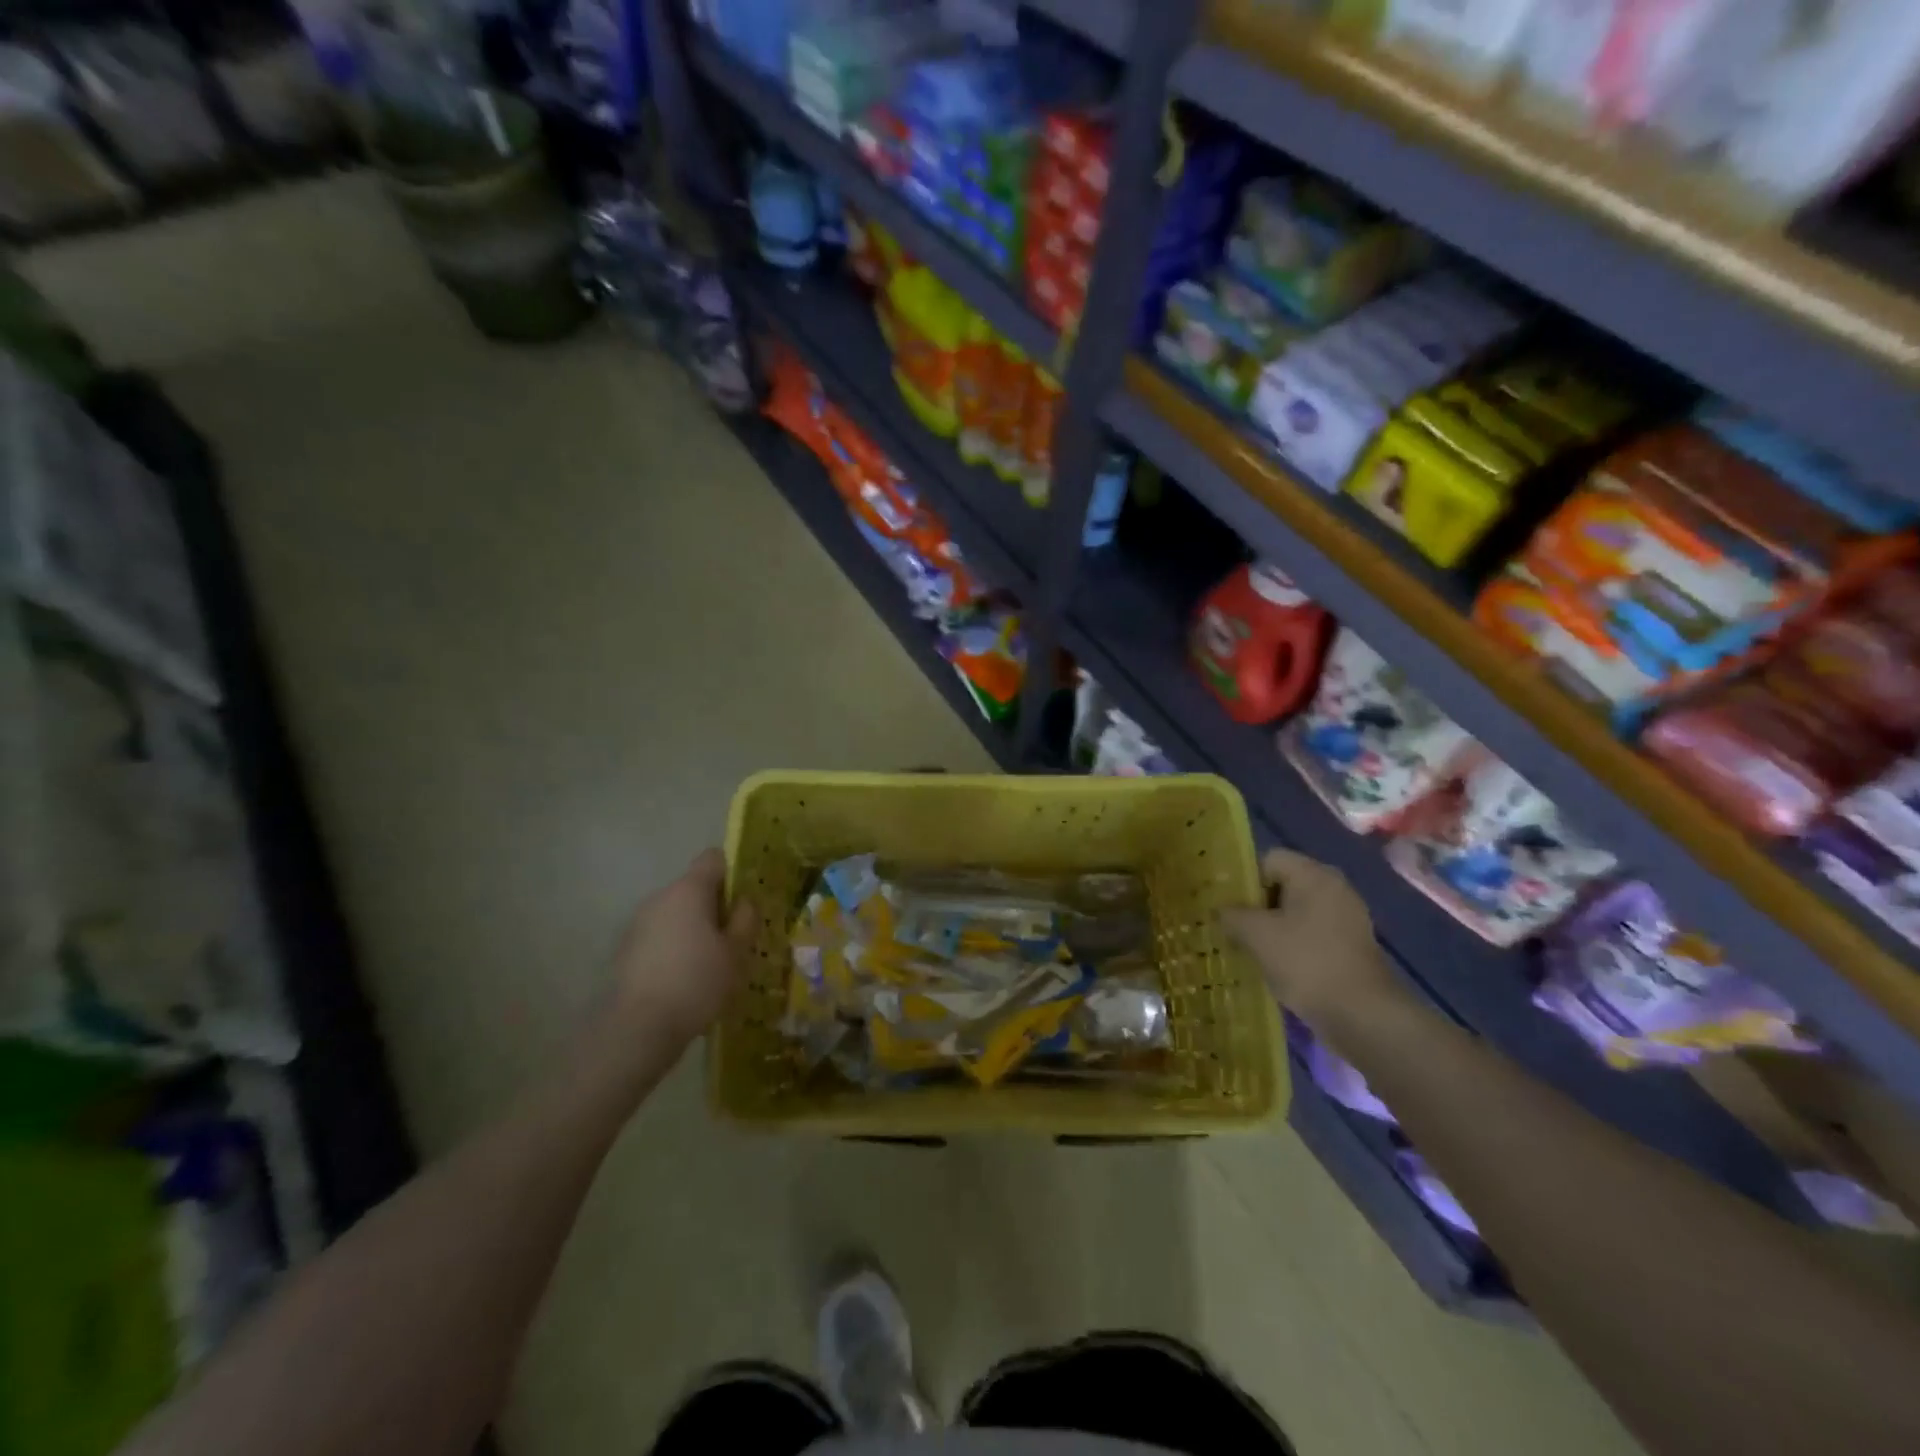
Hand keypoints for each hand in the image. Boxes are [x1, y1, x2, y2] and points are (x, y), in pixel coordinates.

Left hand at [607, 849, 757, 1053]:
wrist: (638, 1028)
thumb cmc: (696, 982)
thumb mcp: (736, 952)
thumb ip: (745, 920)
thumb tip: (743, 902)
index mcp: (689, 890)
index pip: (713, 859)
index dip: (732, 873)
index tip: (743, 902)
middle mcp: (660, 898)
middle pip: (694, 888)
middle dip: (714, 908)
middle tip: (732, 940)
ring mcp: (638, 923)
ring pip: (676, 914)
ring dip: (693, 929)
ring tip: (709, 965)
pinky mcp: (626, 949)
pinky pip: (660, 937)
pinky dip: (674, 949)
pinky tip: (684, 981)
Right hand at [1220, 848, 1407, 1037]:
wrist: (1363, 1016)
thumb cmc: (1306, 962)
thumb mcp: (1257, 935)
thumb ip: (1232, 915)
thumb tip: (1221, 911)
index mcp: (1314, 875)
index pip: (1268, 859)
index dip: (1244, 880)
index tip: (1227, 906)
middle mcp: (1334, 888)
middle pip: (1282, 885)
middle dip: (1255, 906)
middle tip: (1232, 928)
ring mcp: (1346, 918)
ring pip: (1295, 913)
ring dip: (1271, 928)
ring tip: (1249, 949)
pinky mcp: (1350, 946)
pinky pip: (1311, 934)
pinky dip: (1291, 946)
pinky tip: (1275, 966)